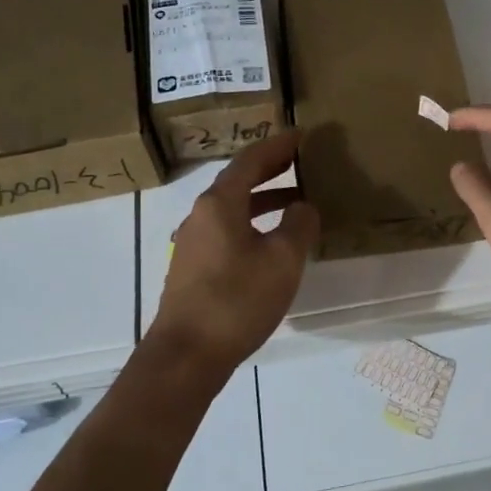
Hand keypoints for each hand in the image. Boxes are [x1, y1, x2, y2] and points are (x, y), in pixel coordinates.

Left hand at [151, 131, 318, 368]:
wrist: (186, 355)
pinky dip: (251, 222)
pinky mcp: (192, 267)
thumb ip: (299, 226)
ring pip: (232, 207)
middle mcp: (201, 215)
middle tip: (300, 161)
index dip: (277, 146)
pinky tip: (270, 241)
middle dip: (270, 169)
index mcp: (220, 203)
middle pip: (238, 181)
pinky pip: (226, 229)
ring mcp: (192, 242)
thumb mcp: (282, 260)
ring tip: (295, 202)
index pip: (250, 161)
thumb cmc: (237, 300)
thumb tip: (303, 207)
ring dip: (263, 199)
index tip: (301, 135)